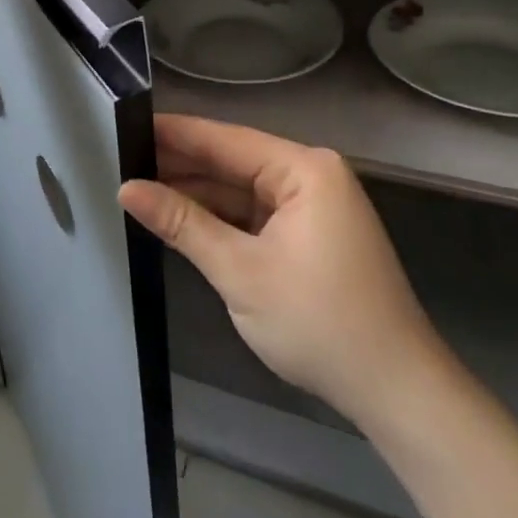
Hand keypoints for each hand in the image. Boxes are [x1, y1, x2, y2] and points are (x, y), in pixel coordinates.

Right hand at [121, 115, 444, 431]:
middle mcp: (311, 176)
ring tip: (138, 186)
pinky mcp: (310, 235)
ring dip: (197, 195)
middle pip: (232, 162)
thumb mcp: (240, 272)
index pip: (225, 140)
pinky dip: (220, 220)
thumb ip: (182, 223)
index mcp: (304, 170)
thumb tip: (127, 188)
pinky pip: (255, 215)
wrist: (397, 392)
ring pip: (241, 191)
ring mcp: (313, 207)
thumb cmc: (320, 323)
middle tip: (120, 160)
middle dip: (180, 166)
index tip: (124, 124)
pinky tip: (179, 218)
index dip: (173, 134)